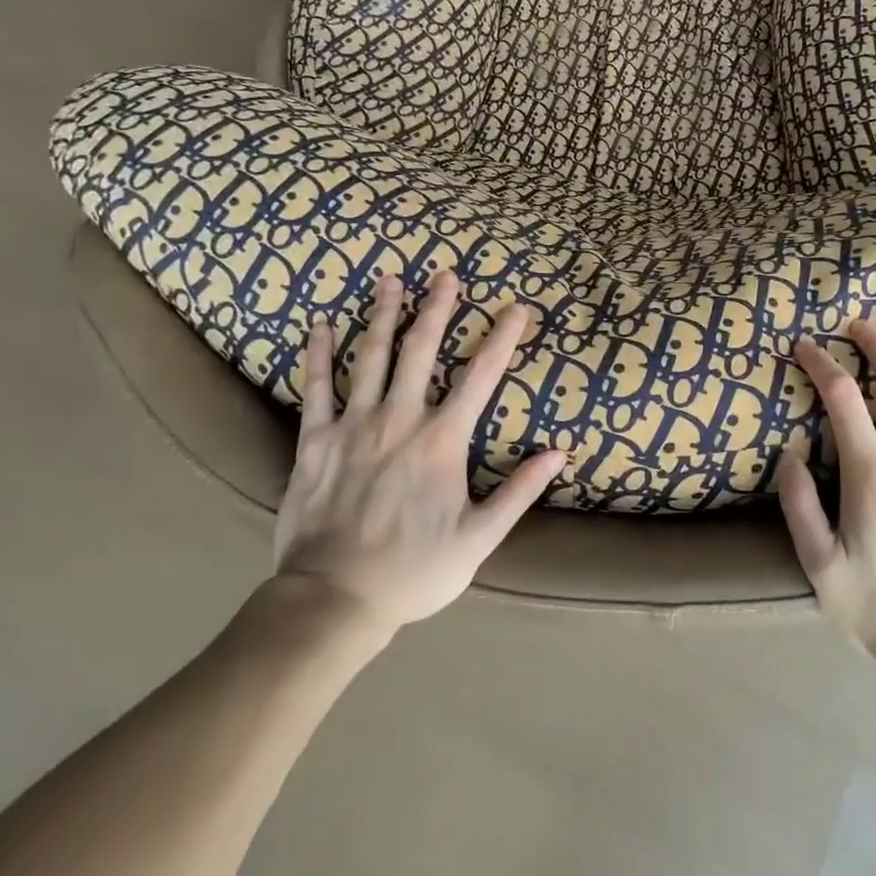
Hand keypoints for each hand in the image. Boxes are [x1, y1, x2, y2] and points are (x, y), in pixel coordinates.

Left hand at [271, 273, 565, 632]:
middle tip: (447, 275)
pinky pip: (317, 388)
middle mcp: (400, 419)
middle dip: (438, 309)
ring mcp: (354, 425)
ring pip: (372, 357)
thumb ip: (520, 491)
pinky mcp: (315, 440)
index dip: (503, 338)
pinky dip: (319, 354)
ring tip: (392, 280)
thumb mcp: (479, 538)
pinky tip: (322, 325)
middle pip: (422, 350)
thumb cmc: (414, 571)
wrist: (333, 600)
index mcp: (442, 441)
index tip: (517, 308)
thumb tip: (559, 453)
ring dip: (384, 315)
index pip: (482, 376)